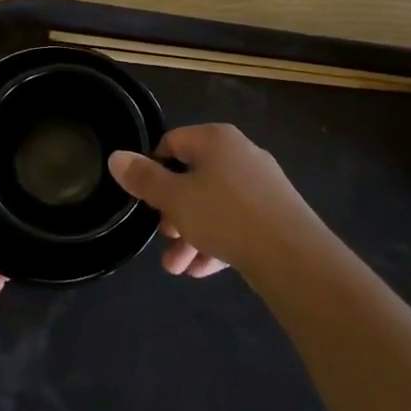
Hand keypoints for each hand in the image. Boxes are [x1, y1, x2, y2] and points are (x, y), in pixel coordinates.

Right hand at [108, 123, 325, 276]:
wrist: (294, 256)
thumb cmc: (225, 216)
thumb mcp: (174, 198)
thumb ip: (144, 178)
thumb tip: (116, 157)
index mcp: (216, 139)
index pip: (172, 143)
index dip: (152, 170)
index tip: (145, 200)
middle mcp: (240, 154)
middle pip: (193, 177)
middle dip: (172, 212)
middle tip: (164, 236)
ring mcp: (261, 184)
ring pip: (214, 205)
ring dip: (191, 235)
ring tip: (177, 268)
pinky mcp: (276, 214)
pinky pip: (237, 222)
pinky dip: (218, 242)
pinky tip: (203, 270)